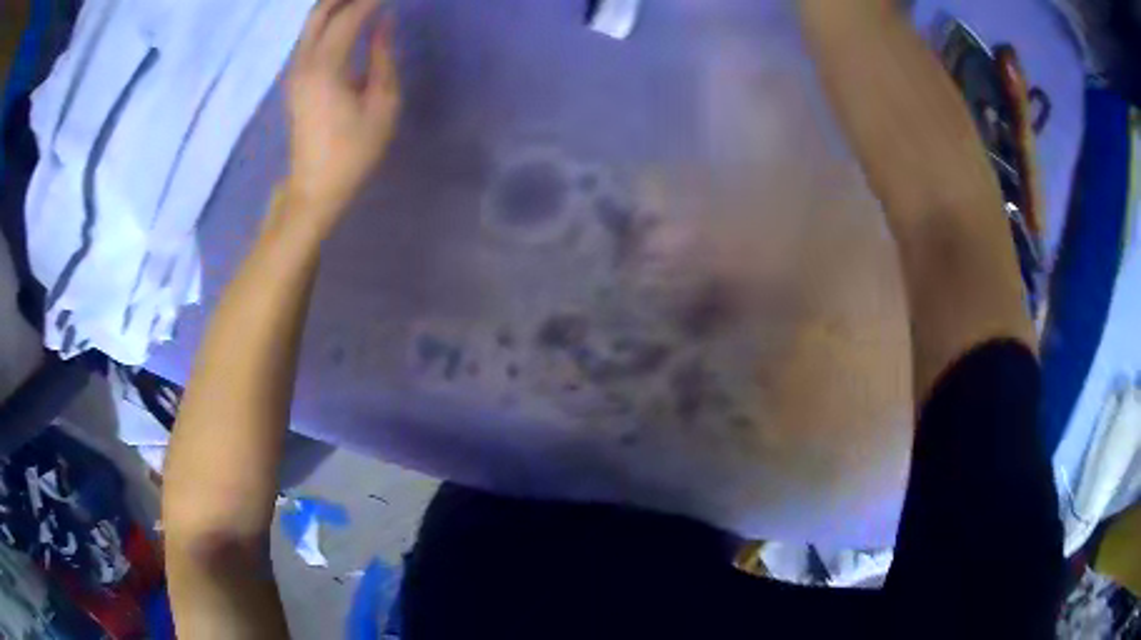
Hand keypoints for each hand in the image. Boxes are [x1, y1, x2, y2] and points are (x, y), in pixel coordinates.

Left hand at [285, 0, 400, 232]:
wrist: (315, 187)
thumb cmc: (354, 151)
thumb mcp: (382, 104)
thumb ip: (382, 56)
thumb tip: (383, 23)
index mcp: (325, 68)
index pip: (347, 17)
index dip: (370, 0)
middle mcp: (303, 63)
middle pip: (319, 13)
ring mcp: (294, 71)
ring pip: (311, 23)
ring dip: (335, 6)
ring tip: (361, 3)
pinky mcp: (294, 80)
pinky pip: (309, 37)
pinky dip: (327, 21)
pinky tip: (345, 20)